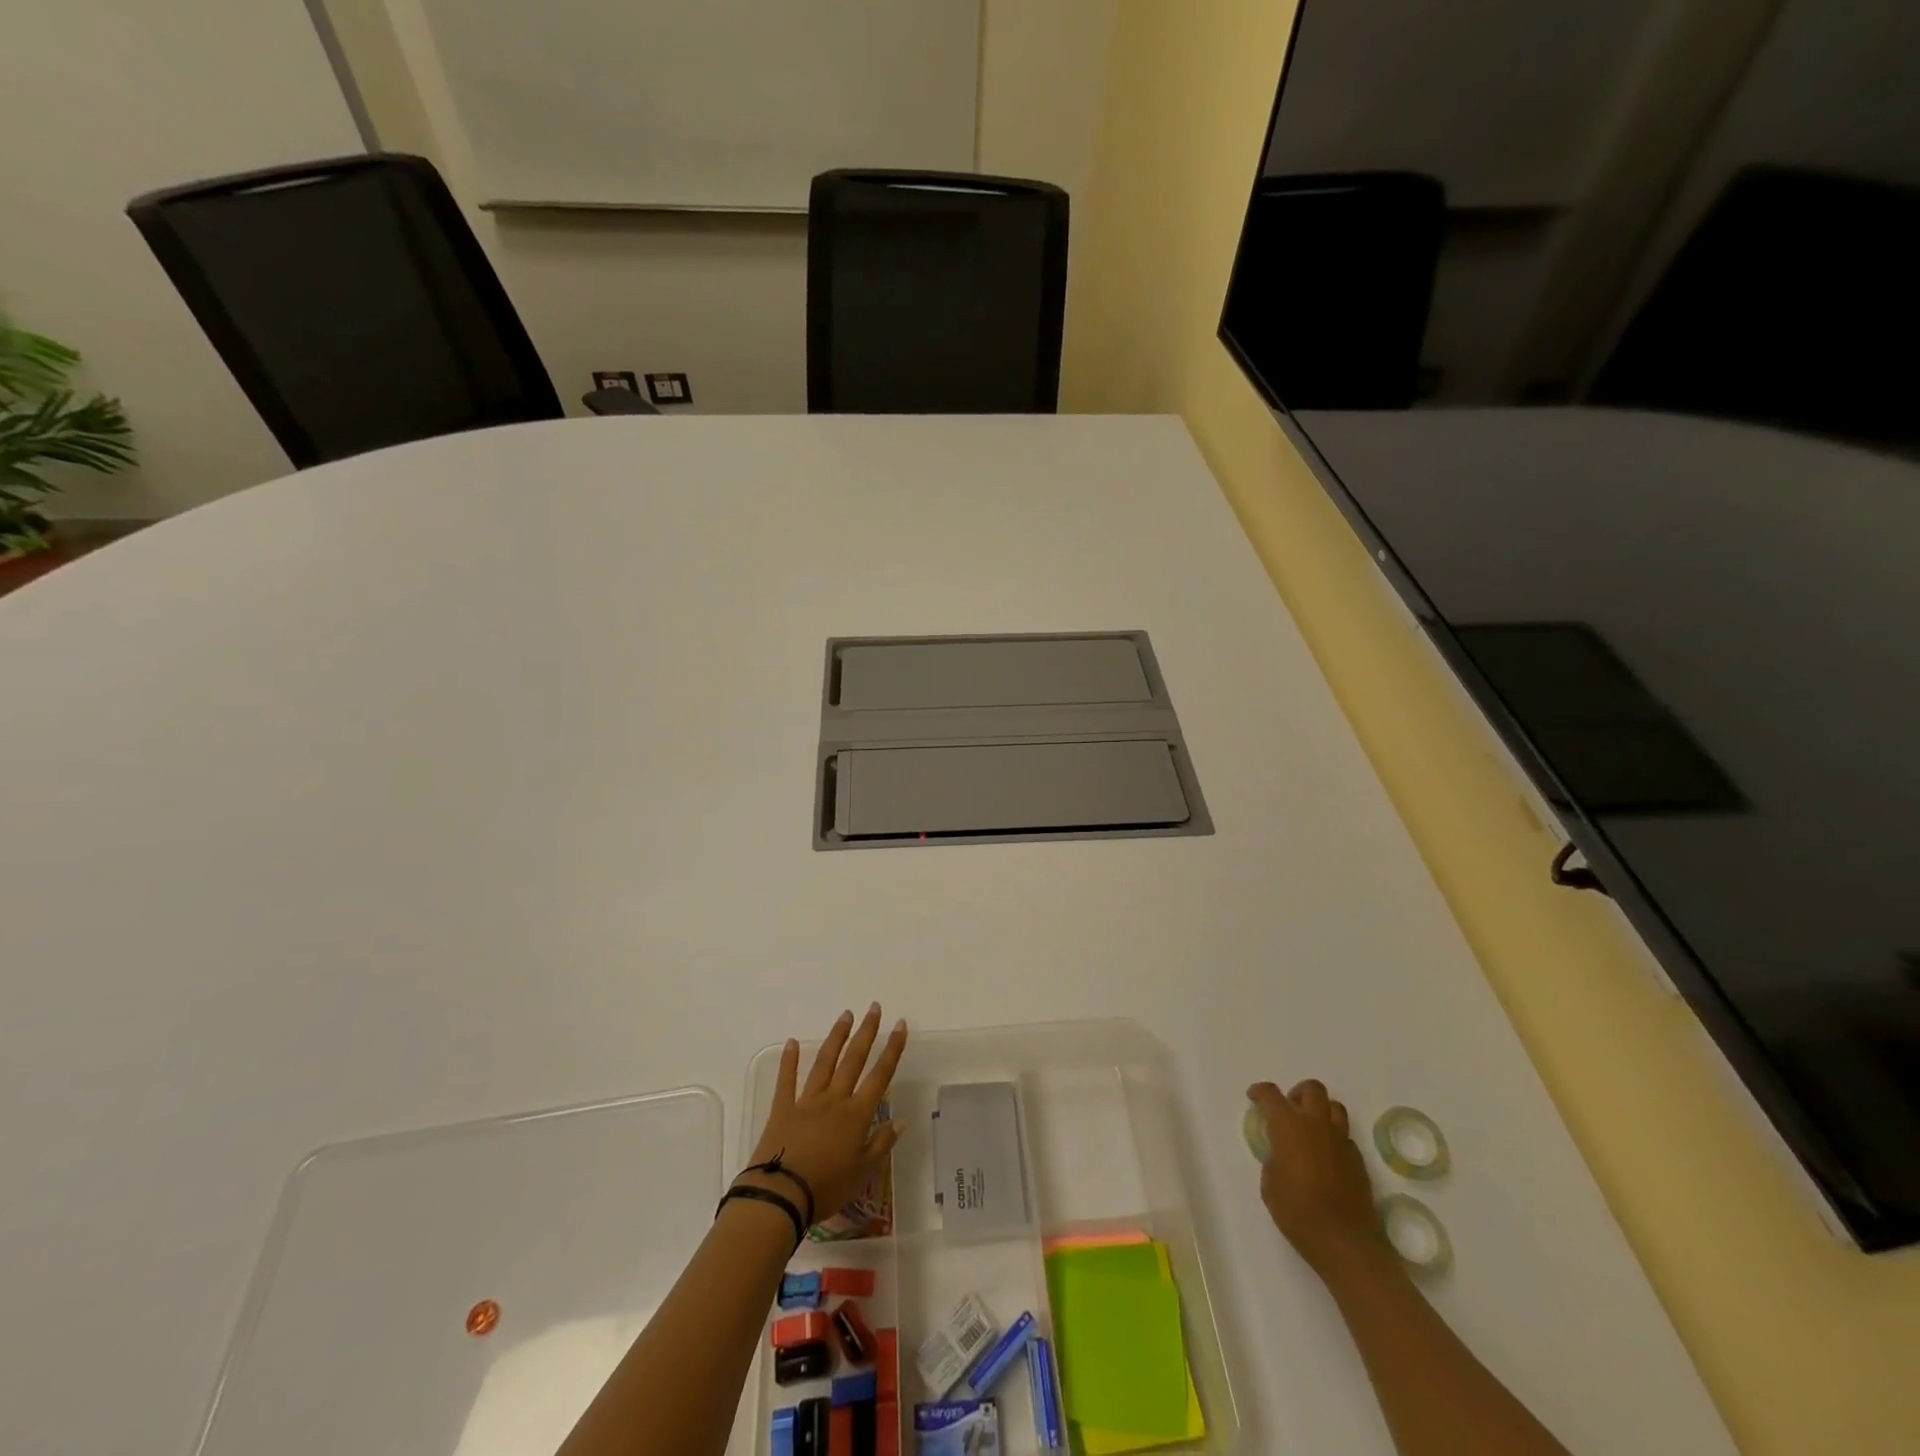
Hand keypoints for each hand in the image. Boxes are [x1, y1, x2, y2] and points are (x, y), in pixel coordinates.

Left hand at [740, 1005, 907, 1221]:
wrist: (780, 1196)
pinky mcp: (782, 1109)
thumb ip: (882, 1144)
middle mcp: (834, 1100)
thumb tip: (901, 1120)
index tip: (900, 1025)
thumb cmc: (826, 1188)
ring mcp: (807, 1101)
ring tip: (846, 1015)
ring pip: (825, 1063)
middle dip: (866, 1032)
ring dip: (836, 1037)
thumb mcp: (862, 1172)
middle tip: (874, 1008)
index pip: (880, 1076)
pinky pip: (786, 1081)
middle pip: (853, 1060)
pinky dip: (789, 1061)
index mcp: (856, 1115)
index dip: (892, 1050)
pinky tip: (791, 1042)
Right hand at [1248, 1079, 1382, 1276]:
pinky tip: (1327, 1159)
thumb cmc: (1297, 1211)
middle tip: (1289, 1111)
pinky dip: (1335, 1140)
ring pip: (1335, 1108)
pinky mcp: (1359, 1161)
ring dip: (1321, 1111)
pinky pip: (1346, 1138)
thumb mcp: (1269, 1183)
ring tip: (1311, 1130)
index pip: (1271, 1094)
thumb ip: (1274, 1158)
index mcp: (1289, 1126)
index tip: (1254, 1098)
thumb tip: (1282, 1154)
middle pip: (1312, 1089)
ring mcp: (1341, 1142)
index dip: (1260, 1092)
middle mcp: (1317, 1125)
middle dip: (1298, 1093)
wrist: (1343, 1242)